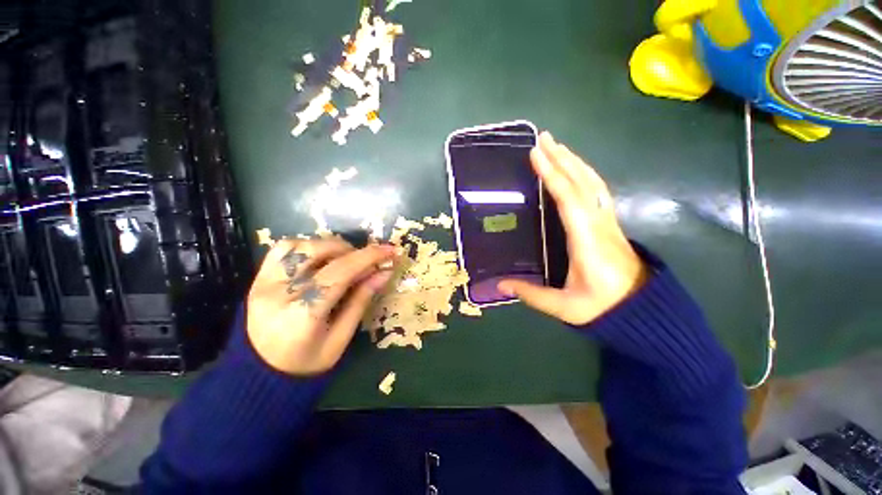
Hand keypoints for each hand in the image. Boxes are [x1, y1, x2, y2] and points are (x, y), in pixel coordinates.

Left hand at [246, 238, 395, 374]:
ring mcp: (263, 282)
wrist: (260, 376)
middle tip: (365, 264)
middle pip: (319, 253)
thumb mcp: (341, 338)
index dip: (368, 257)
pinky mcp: (258, 278)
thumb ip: (361, 301)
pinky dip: (307, 247)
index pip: (339, 273)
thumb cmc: (306, 363)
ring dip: (329, 247)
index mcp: (302, 315)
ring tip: (343, 260)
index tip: (390, 250)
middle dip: (351, 252)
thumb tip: (384, 272)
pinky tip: (320, 259)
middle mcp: (278, 293)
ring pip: (300, 245)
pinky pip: (282, 249)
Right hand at [498, 132, 647, 325]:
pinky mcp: (609, 223)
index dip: (553, 176)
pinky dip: (585, 174)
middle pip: (582, 183)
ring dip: (575, 162)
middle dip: (562, 158)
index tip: (536, 154)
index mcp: (587, 241)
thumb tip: (499, 285)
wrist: (642, 310)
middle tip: (543, 139)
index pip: (569, 200)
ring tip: (557, 146)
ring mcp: (607, 221)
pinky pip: (597, 191)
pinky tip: (575, 169)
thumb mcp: (564, 307)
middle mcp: (599, 224)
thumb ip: (531, 294)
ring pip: (593, 183)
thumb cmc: (603, 307)